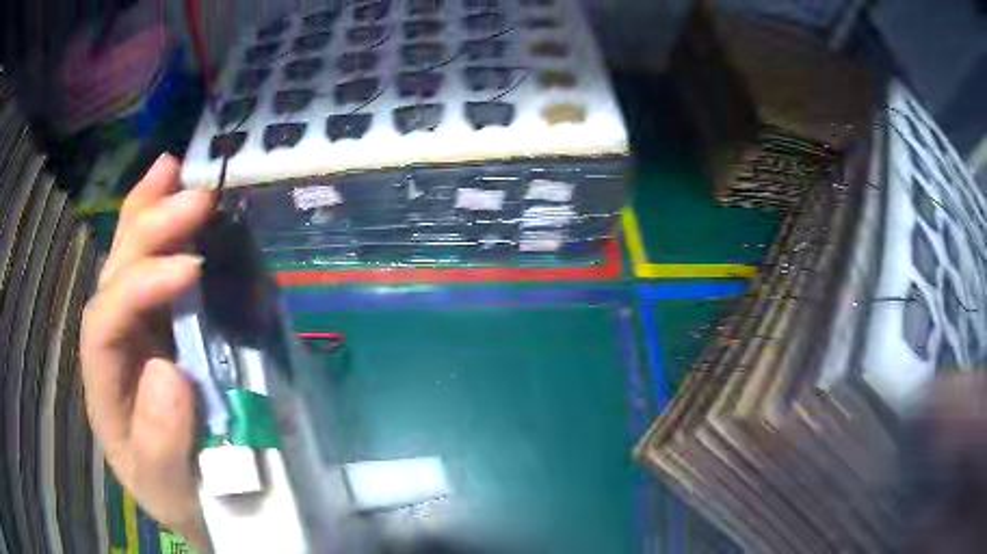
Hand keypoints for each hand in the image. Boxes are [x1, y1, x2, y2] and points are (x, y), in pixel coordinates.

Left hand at [80, 155, 213, 551]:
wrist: (198, 501)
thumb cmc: (181, 496)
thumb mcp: (169, 488)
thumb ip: (161, 443)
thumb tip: (170, 371)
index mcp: (105, 387)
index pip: (105, 323)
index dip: (141, 288)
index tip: (192, 269)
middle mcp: (114, 347)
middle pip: (113, 276)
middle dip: (147, 229)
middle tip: (193, 194)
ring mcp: (138, 332)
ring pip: (128, 261)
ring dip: (149, 213)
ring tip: (174, 171)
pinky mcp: (164, 328)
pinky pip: (158, 272)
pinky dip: (167, 233)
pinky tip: (178, 204)